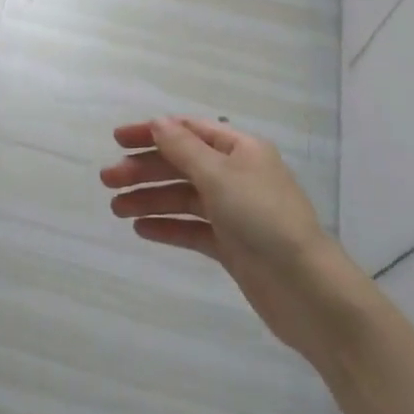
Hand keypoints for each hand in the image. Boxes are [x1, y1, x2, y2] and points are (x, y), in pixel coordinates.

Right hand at [102, 117, 345, 365]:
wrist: (307, 290)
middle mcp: (237, 175)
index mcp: (240, 150)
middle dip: (144, 170)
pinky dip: (168, 226)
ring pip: (183, 198)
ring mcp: (234, 212)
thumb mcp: (219, 176)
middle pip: (182, 164)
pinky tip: (141, 229)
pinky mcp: (232, 246)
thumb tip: (158, 122)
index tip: (117, 139)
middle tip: (107, 180)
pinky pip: (192, 229)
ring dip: (150, 199)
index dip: (153, 132)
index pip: (189, 131)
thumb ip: (183, 149)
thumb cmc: (263, 219)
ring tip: (116, 209)